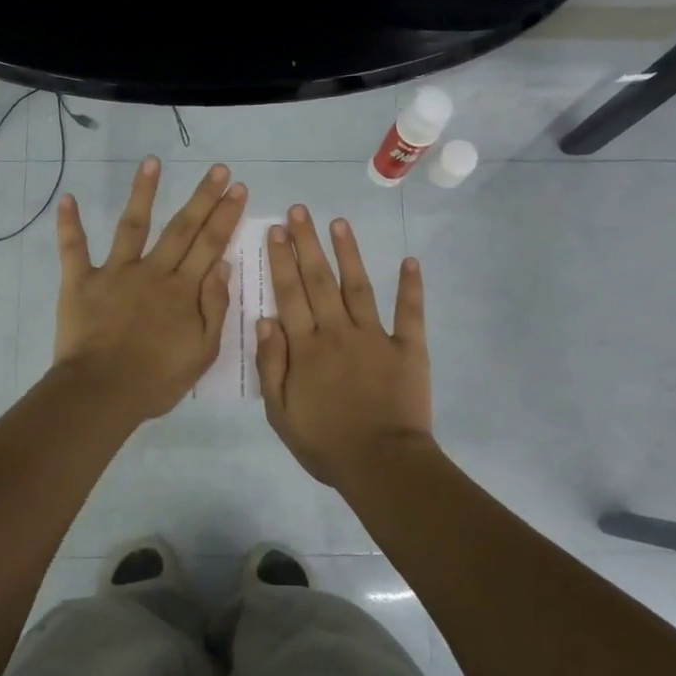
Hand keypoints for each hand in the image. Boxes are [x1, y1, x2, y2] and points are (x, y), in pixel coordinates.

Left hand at [53, 158, 247, 421]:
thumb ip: (215, 307)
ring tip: (152, 162)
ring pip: (132, 225)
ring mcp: (115, 273)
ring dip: (143, 192)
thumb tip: (223, 266)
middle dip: (203, 197)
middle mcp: (153, 272)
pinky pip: (73, 249)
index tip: (238, 189)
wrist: (103, 392)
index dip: (226, 215)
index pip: (211, 245)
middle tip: (219, 169)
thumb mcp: (203, 352)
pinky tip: (67, 198)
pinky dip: (69, 224)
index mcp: (183, 290)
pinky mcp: (81, 282)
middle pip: (182, 228)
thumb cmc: (156, 379)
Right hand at [256, 206, 432, 488]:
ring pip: (358, 286)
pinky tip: (410, 261)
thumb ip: (271, 365)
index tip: (275, 230)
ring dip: (348, 252)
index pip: (289, 295)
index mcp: (305, 348)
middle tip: (298, 211)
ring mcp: (375, 337)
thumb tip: (264, 320)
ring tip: (338, 222)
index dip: (281, 261)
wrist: (381, 464)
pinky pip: (410, 313)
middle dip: (307, 243)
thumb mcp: (280, 413)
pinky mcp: (407, 349)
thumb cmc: (325, 444)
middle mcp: (337, 332)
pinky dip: (411, 287)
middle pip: (319, 280)